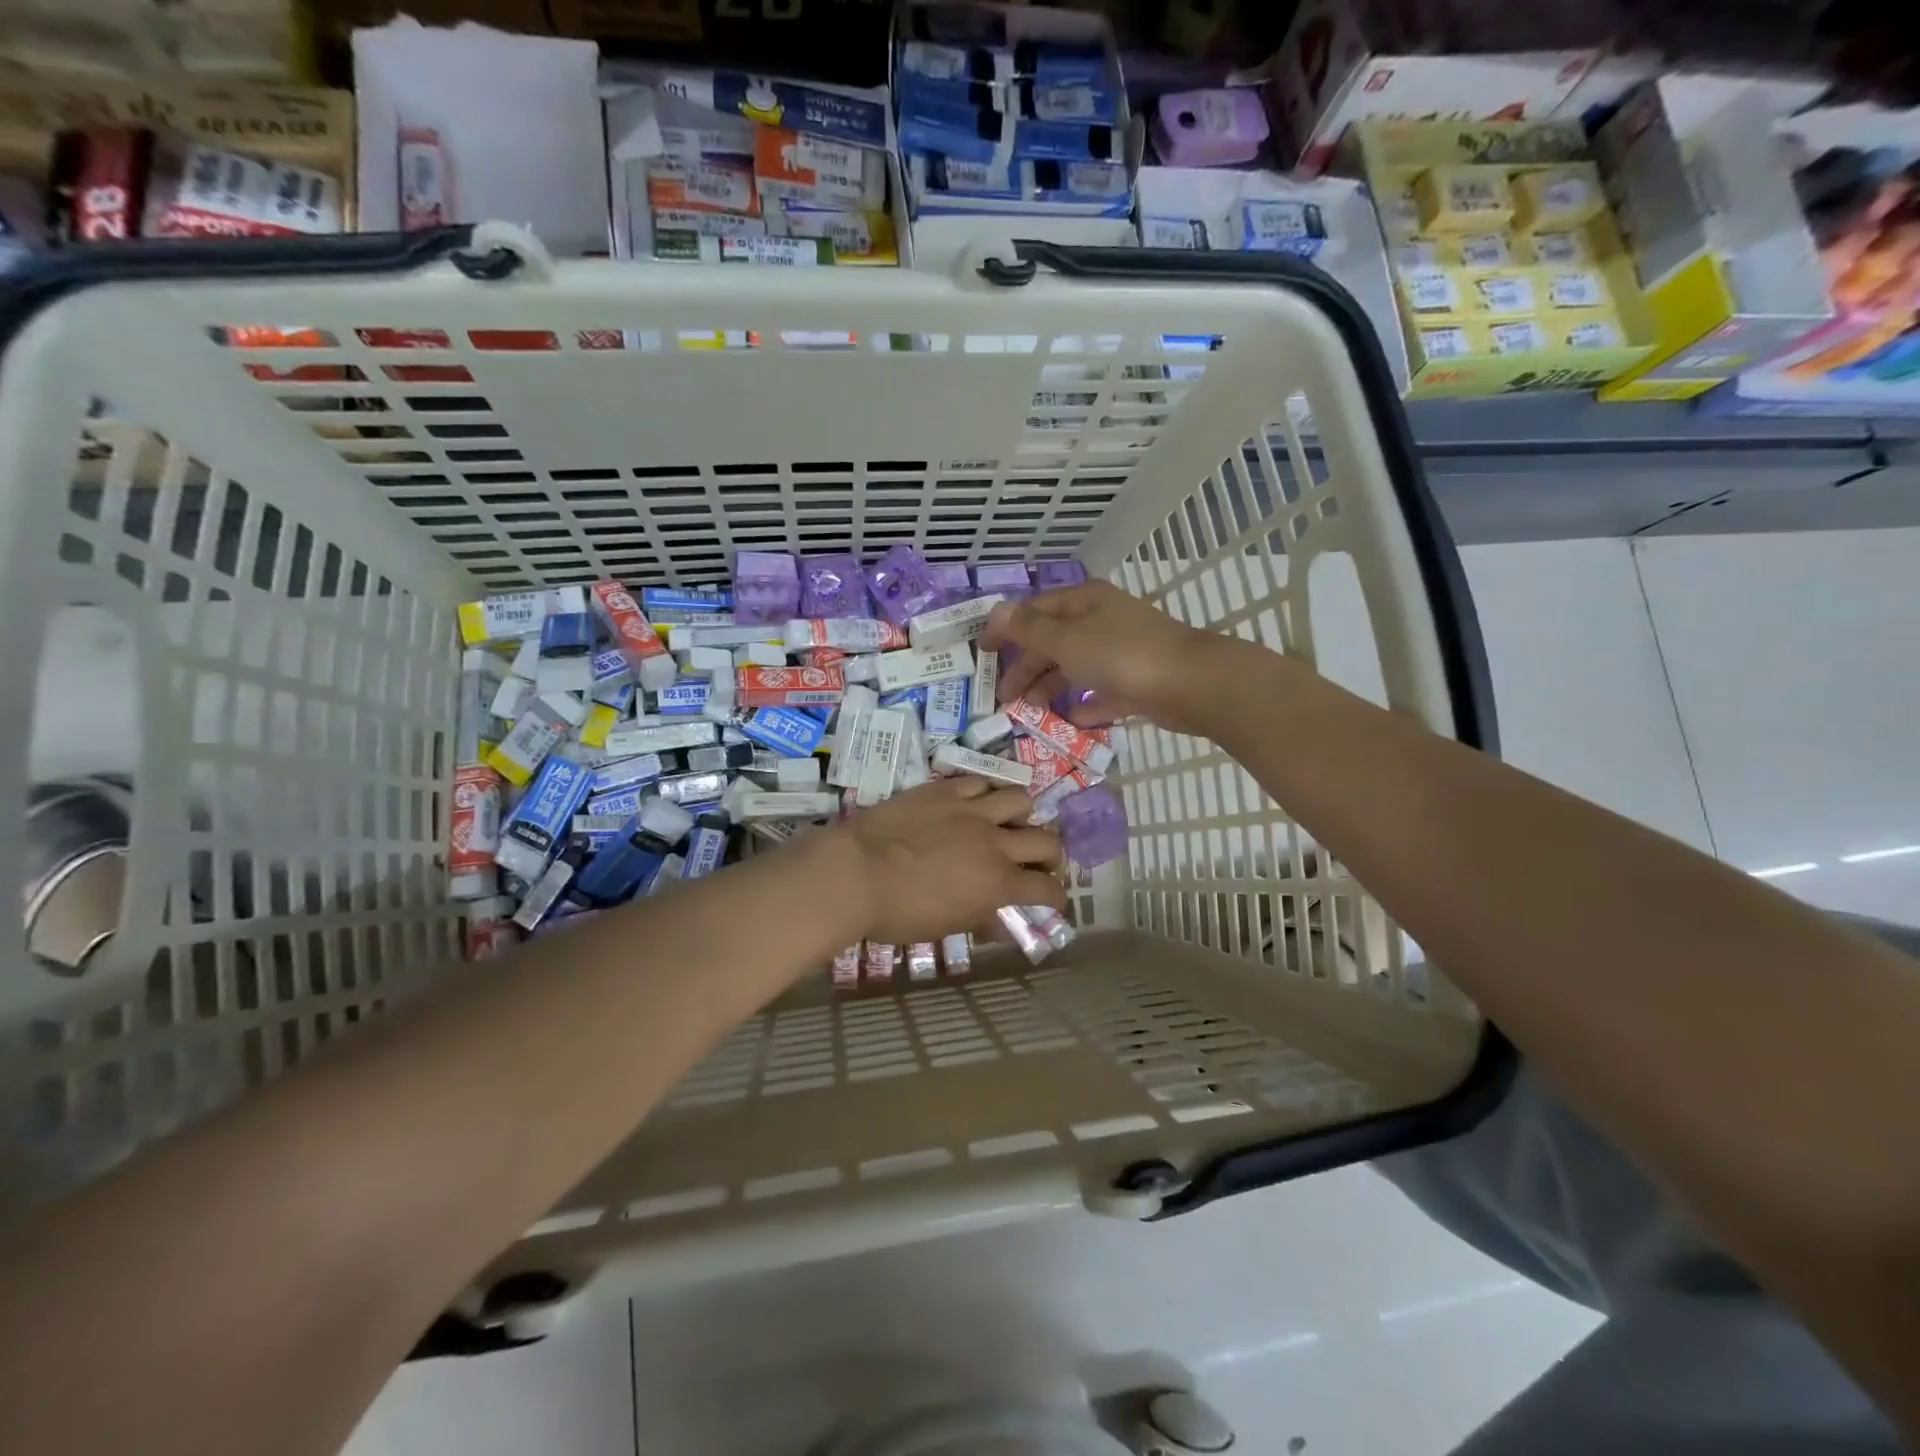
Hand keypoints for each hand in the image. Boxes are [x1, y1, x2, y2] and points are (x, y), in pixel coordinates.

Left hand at [820, 777, 1065, 944]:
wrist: (854, 873)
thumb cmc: (897, 913)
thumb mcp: (943, 927)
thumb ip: (979, 920)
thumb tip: (1000, 923)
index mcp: (998, 884)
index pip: (1047, 889)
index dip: (1056, 896)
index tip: (1052, 899)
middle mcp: (994, 843)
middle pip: (1047, 841)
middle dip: (1052, 855)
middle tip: (1038, 862)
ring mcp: (971, 811)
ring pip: (1020, 800)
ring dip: (1022, 815)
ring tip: (1009, 822)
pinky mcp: (945, 790)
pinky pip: (979, 781)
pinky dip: (985, 793)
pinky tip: (976, 802)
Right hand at [981, 582, 1240, 736]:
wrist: (1191, 684)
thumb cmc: (1122, 654)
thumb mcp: (1067, 639)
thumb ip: (1029, 629)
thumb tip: (996, 611)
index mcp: (1084, 602)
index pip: (1036, 610)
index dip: (1007, 628)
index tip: (983, 652)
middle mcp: (1101, 623)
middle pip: (1053, 642)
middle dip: (1026, 667)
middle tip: (1004, 697)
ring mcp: (1121, 653)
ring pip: (1075, 669)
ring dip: (1050, 688)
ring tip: (1030, 712)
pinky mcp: (1136, 683)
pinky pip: (1102, 693)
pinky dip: (1085, 705)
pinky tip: (1071, 719)